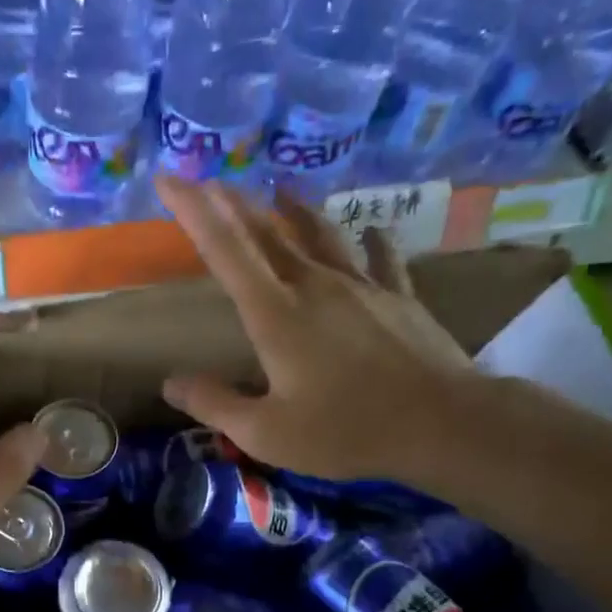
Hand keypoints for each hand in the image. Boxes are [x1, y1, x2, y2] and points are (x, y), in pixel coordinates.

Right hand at [155, 175, 478, 485]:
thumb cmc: (346, 431)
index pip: (224, 249)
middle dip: (233, 203)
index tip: (169, 179)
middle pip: (267, 233)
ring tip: (281, 190)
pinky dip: (372, 241)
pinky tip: (373, 230)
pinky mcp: (399, 297)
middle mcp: (315, 286)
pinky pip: (382, 258)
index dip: (192, 211)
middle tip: (210, 181)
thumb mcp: (266, 433)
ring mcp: (362, 286)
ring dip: (295, 211)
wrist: (443, 423)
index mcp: (275, 314)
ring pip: (321, 234)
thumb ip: (215, 404)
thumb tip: (171, 383)